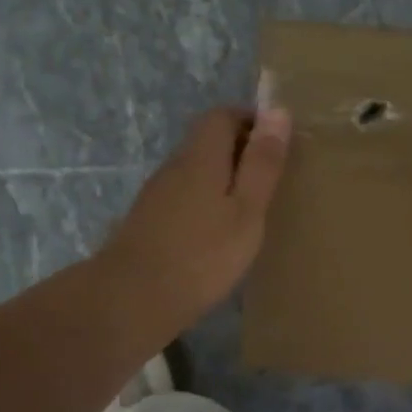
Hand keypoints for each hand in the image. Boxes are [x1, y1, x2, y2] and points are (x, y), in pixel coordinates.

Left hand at [102, 105, 291, 332]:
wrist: (132, 300)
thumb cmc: (202, 255)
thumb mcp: (247, 210)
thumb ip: (262, 163)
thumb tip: (278, 111)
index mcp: (200, 156)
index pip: (223, 116)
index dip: (252, 121)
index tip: (278, 144)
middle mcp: (174, 167)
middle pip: (207, 142)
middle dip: (241, 150)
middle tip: (272, 178)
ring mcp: (157, 195)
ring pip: (196, 171)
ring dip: (224, 179)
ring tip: (252, 208)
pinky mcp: (149, 222)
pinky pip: (185, 196)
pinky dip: (207, 203)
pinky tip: (219, 234)